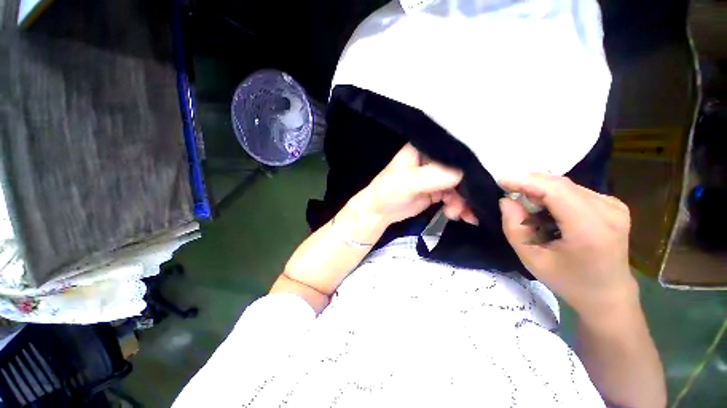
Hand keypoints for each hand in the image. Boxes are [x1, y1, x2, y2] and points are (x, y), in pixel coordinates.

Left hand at [361, 143, 476, 225]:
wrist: (380, 211)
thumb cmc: (388, 191)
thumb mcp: (408, 182)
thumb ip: (433, 176)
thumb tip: (462, 174)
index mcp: (424, 149)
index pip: (452, 150)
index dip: (467, 163)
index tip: (478, 179)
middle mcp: (432, 160)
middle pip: (459, 169)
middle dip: (465, 189)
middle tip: (467, 206)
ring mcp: (435, 176)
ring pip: (458, 185)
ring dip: (462, 200)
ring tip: (457, 214)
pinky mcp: (437, 191)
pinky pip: (454, 196)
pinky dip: (458, 205)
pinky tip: (458, 215)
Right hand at [499, 174, 637, 317]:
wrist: (608, 293)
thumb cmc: (568, 281)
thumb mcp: (532, 259)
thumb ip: (514, 228)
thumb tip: (507, 201)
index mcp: (590, 229)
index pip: (556, 191)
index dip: (526, 181)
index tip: (501, 181)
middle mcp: (608, 211)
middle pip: (561, 185)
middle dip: (530, 184)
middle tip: (508, 191)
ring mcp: (614, 206)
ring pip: (567, 186)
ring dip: (541, 189)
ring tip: (526, 204)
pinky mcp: (613, 205)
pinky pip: (575, 191)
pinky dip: (554, 194)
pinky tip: (546, 208)